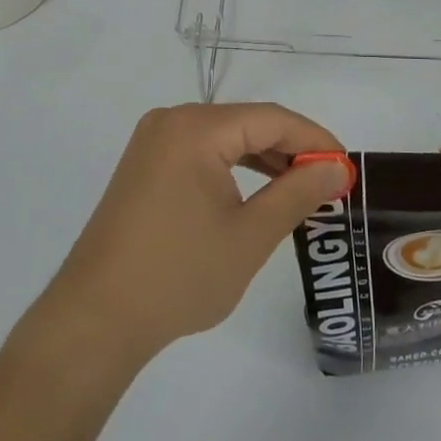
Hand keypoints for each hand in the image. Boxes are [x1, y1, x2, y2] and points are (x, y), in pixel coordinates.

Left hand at [42, 104, 350, 363]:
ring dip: (264, 159)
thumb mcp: (250, 235)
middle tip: (329, 182)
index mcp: (195, 128)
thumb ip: (298, 194)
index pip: (271, 119)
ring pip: (225, 138)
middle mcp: (172, 122)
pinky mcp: (145, 166)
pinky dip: (233, 168)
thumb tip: (337, 167)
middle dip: (291, 150)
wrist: (94, 321)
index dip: (315, 139)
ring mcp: (153, 143)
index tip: (347, 167)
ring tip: (301, 189)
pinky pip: (202, 153)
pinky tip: (256, 192)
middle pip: (247, 123)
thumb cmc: (178, 276)